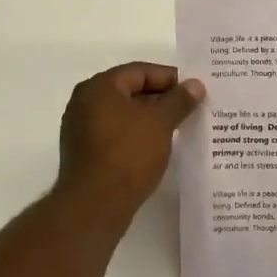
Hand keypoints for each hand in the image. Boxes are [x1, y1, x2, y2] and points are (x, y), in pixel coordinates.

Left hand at [55, 61, 204, 213]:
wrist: (94, 206)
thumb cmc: (128, 154)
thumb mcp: (161, 122)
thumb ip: (179, 100)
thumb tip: (195, 84)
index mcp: (99, 87)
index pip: (140, 71)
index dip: (170, 78)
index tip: (194, 90)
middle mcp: (84, 102)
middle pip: (130, 91)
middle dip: (161, 99)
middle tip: (190, 108)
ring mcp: (81, 128)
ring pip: (123, 114)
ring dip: (150, 118)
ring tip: (178, 127)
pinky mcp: (84, 152)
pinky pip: (116, 134)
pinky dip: (136, 135)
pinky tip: (157, 146)